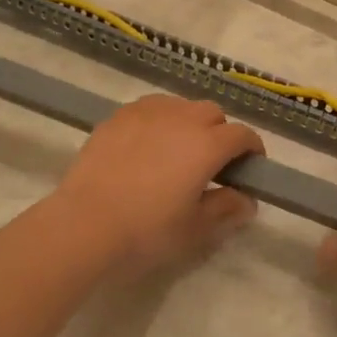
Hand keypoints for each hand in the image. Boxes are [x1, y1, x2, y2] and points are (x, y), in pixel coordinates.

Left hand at [53, 96, 264, 269]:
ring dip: (189, 122)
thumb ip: (225, 209)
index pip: (242, 135)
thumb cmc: (146, 230)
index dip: (252, 150)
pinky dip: (159, 121)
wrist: (84, 223)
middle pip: (212, 113)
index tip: (250, 169)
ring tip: (178, 151)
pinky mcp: (118, 116)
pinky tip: (148, 145)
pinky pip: (150, 108)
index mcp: (207, 144)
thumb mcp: (194, 229)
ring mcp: (147, 112)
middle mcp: (181, 118)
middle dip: (220, 133)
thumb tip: (247, 201)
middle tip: (212, 164)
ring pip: (180, 106)